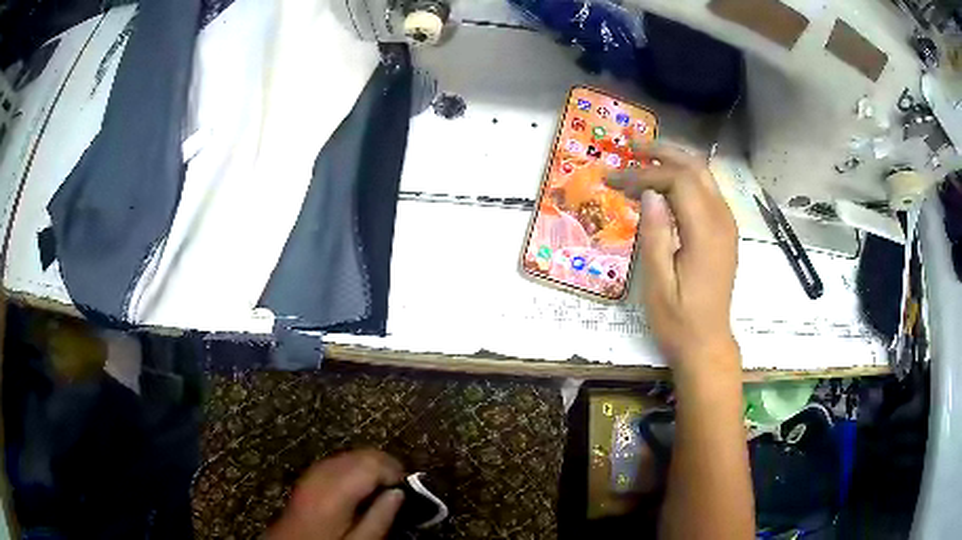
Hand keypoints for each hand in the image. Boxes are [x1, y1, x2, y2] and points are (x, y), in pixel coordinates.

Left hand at [269, 450, 405, 539]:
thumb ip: (380, 518)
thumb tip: (399, 493)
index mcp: (336, 491)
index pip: (371, 463)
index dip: (395, 470)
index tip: (409, 487)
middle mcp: (323, 473)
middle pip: (361, 454)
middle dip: (386, 464)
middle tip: (401, 486)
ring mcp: (313, 472)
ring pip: (350, 454)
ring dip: (372, 464)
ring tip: (385, 486)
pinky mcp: (309, 475)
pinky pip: (338, 460)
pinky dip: (356, 467)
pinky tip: (363, 485)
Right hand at [606, 142, 739, 377]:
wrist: (708, 344)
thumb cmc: (679, 321)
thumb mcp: (658, 284)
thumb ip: (655, 235)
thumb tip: (648, 193)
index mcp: (706, 233)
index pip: (677, 181)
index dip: (644, 174)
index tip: (614, 179)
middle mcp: (722, 221)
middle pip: (696, 168)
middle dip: (663, 152)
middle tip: (631, 147)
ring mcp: (727, 225)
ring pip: (704, 175)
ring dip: (674, 161)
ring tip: (642, 158)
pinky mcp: (724, 232)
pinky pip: (707, 191)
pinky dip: (684, 178)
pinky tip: (663, 185)